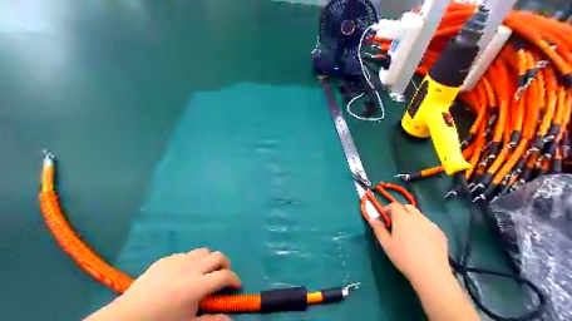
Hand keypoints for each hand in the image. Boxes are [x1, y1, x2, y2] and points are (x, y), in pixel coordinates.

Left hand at [88, 248, 238, 319]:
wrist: (127, 317)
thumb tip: (230, 319)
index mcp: (197, 285)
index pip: (225, 276)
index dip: (234, 279)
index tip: (236, 285)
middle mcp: (191, 268)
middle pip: (217, 256)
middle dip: (225, 264)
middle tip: (223, 275)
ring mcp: (178, 260)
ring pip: (203, 251)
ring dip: (209, 260)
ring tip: (205, 271)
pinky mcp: (166, 259)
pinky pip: (186, 254)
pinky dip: (192, 261)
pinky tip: (185, 273)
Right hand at [371, 203, 450, 283]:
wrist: (430, 272)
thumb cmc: (404, 257)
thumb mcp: (386, 244)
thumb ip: (379, 230)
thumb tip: (373, 220)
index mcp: (402, 218)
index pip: (394, 205)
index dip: (388, 209)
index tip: (384, 218)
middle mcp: (417, 217)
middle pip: (408, 207)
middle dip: (401, 212)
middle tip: (396, 224)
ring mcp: (430, 224)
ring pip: (419, 215)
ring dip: (412, 219)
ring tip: (409, 233)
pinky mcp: (440, 233)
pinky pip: (428, 225)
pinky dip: (423, 227)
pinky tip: (422, 241)